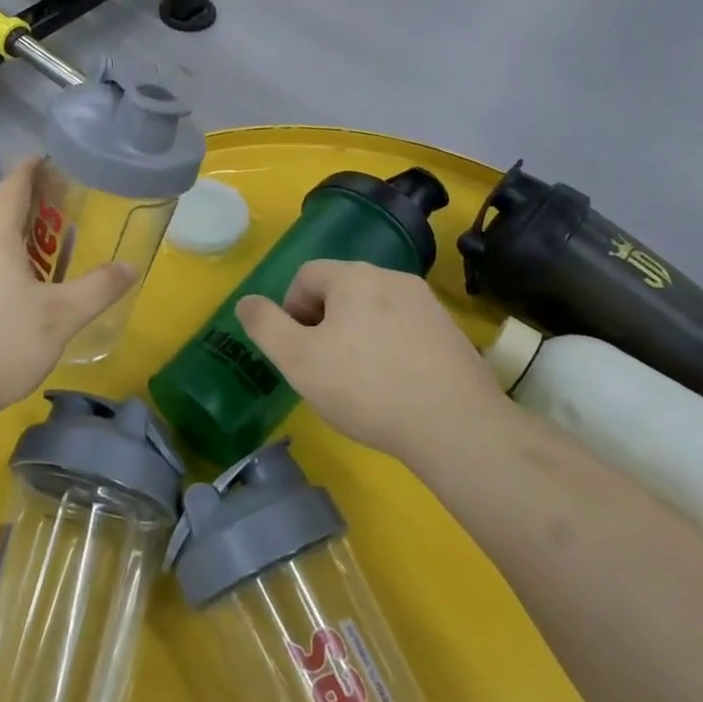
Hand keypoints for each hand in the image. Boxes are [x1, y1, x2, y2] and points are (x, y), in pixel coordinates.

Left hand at [0, 158, 133, 422]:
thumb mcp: (61, 317)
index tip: (54, 158)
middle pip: (1, 209)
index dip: (31, 167)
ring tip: (53, 242)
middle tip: (69, 203)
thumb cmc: (1, 344)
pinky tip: (27, 283)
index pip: (12, 186)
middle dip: (33, 200)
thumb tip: (131, 266)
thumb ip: (98, 289)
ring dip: (21, 231)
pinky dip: (9, 256)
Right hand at [234, 260, 506, 453]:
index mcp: (353, 277)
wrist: (456, 425)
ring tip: (357, 379)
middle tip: (323, 366)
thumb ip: (265, 325)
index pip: (306, 275)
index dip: (291, 310)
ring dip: (356, 335)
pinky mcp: (450, 332)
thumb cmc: (366, 388)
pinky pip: (404, 329)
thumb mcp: (298, 360)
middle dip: (323, 322)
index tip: (297, 350)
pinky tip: (393, 385)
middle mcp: (392, 278)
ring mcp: (427, 304)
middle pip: (341, 290)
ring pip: (374, 310)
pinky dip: (389, 348)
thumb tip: (246, 302)